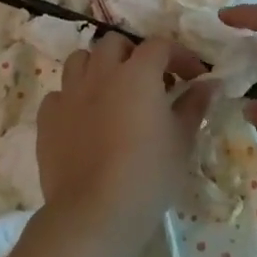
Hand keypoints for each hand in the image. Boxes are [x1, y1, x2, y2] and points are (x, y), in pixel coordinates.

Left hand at [36, 35, 213, 256]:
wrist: (95, 212)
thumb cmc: (149, 174)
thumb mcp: (182, 140)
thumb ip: (195, 105)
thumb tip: (209, 85)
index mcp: (137, 73)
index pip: (160, 46)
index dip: (180, 56)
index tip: (194, 77)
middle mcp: (101, 73)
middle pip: (115, 43)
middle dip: (134, 54)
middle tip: (150, 81)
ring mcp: (69, 94)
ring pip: (80, 60)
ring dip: (99, 67)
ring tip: (113, 92)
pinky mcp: (47, 118)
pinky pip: (59, 94)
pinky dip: (74, 98)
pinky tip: (85, 119)